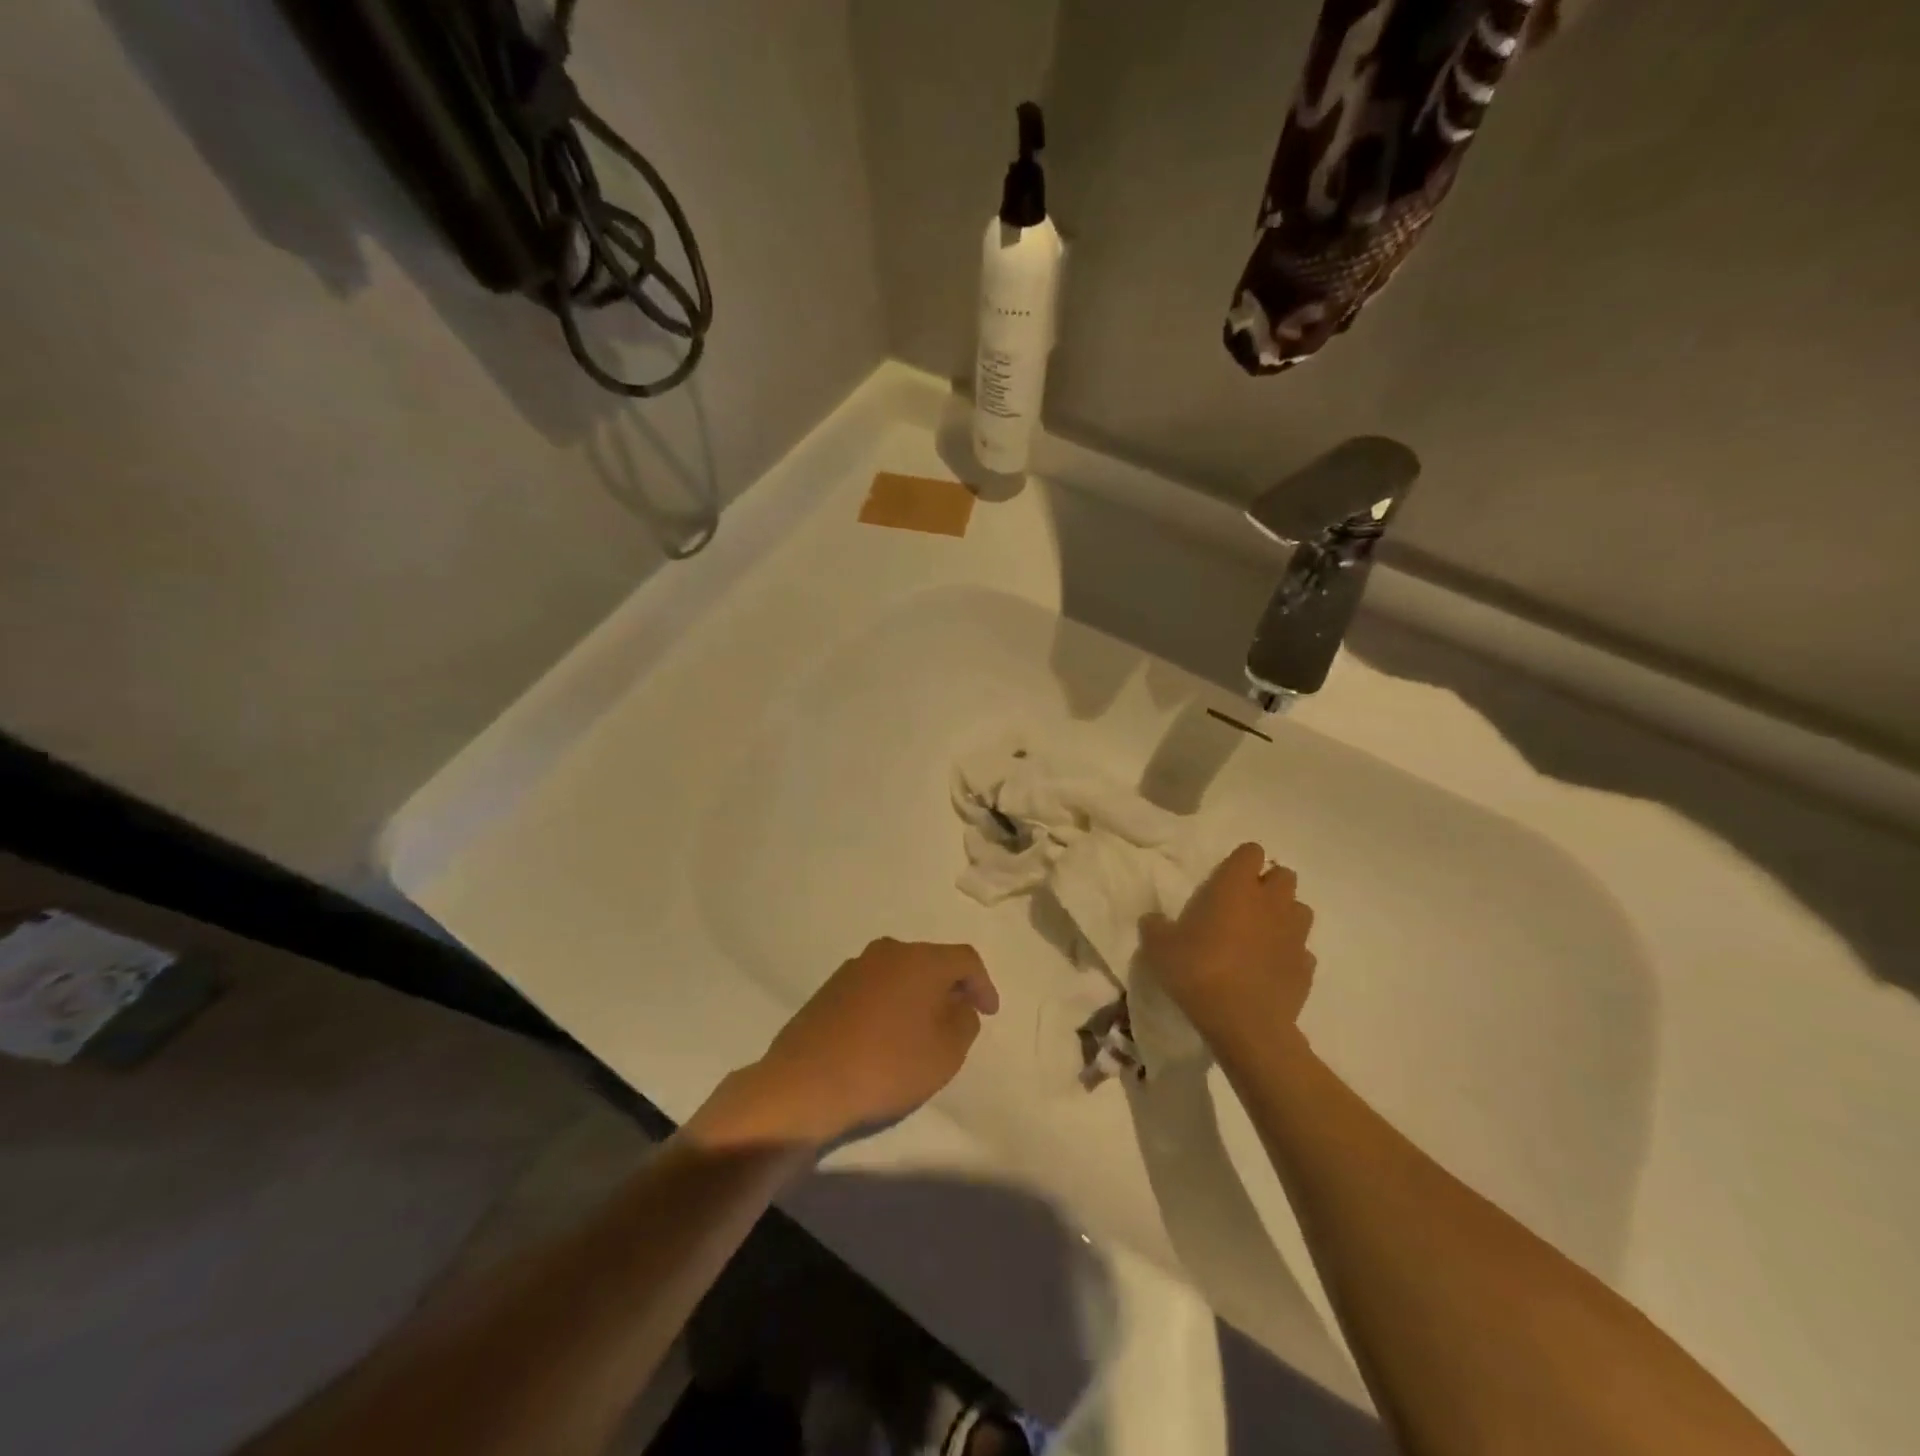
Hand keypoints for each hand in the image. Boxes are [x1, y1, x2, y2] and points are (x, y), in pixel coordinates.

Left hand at [695, 939, 998, 1149]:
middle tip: (960, 1018)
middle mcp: (888, 952)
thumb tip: (957, 1005)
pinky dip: (890, 1004)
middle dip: (950, 987)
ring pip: (901, 974)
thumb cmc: (886, 1066)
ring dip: (917, 995)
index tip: (989, 1013)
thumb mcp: (945, 1053)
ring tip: (923, 1029)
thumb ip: (964, 1022)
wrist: (805, 1083)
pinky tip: (888, 1034)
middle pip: (931, 962)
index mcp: (921, 960)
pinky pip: (875, 988)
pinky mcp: (831, 988)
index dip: (983, 985)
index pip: (965, 960)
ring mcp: (855, 968)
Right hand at [1140, 843, 1315, 1054]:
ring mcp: (1295, 935)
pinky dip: (1289, 953)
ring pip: (1299, 910)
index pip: (1251, 852)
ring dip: (1283, 916)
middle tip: (1243, 905)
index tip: (1225, 878)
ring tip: (1260, 935)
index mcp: (1236, 887)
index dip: (1240, 862)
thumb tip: (1154, 921)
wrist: (1244, 1024)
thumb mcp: (1159, 948)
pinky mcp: (1306, 968)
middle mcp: (1271, 903)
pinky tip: (1269, 968)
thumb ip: (1156, 927)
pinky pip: (1302, 950)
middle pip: (1284, 875)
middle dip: (1268, 885)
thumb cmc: (1199, 972)